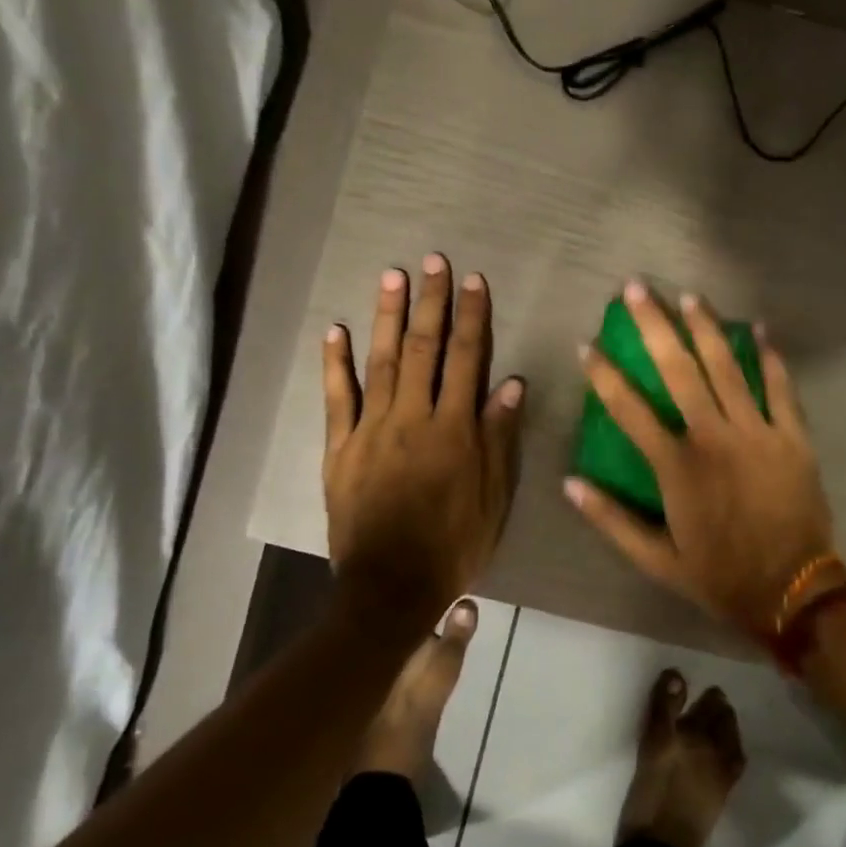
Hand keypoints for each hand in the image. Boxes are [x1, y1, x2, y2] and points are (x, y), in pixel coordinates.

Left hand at [323, 254, 525, 612]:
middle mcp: (413, 418)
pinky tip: (335, 330)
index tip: (474, 281)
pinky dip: (335, 364)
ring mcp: (372, 430)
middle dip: (430, 303)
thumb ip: (499, 438)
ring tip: (391, 276)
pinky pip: (336, 399)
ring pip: (380, 362)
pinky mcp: (340, 449)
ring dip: (386, 317)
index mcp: (455, 430)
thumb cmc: (454, 544)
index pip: (467, 360)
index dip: (472, 317)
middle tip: (431, 261)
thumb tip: (510, 383)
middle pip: (423, 349)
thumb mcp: (494, 497)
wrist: (391, 586)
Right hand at [567, 282, 834, 639]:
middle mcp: (713, 438)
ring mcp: (757, 433)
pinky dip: (771, 358)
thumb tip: (570, 483)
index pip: (629, 409)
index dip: (604, 374)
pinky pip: (780, 389)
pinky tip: (758, 329)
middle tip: (636, 288)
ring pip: (727, 368)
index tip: (587, 344)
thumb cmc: (719, 575)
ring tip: (689, 296)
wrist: (791, 591)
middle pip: (679, 370)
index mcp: (676, 466)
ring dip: (705, 329)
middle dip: (654, 326)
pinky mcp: (793, 437)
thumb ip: (611, 520)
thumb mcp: (655, 559)